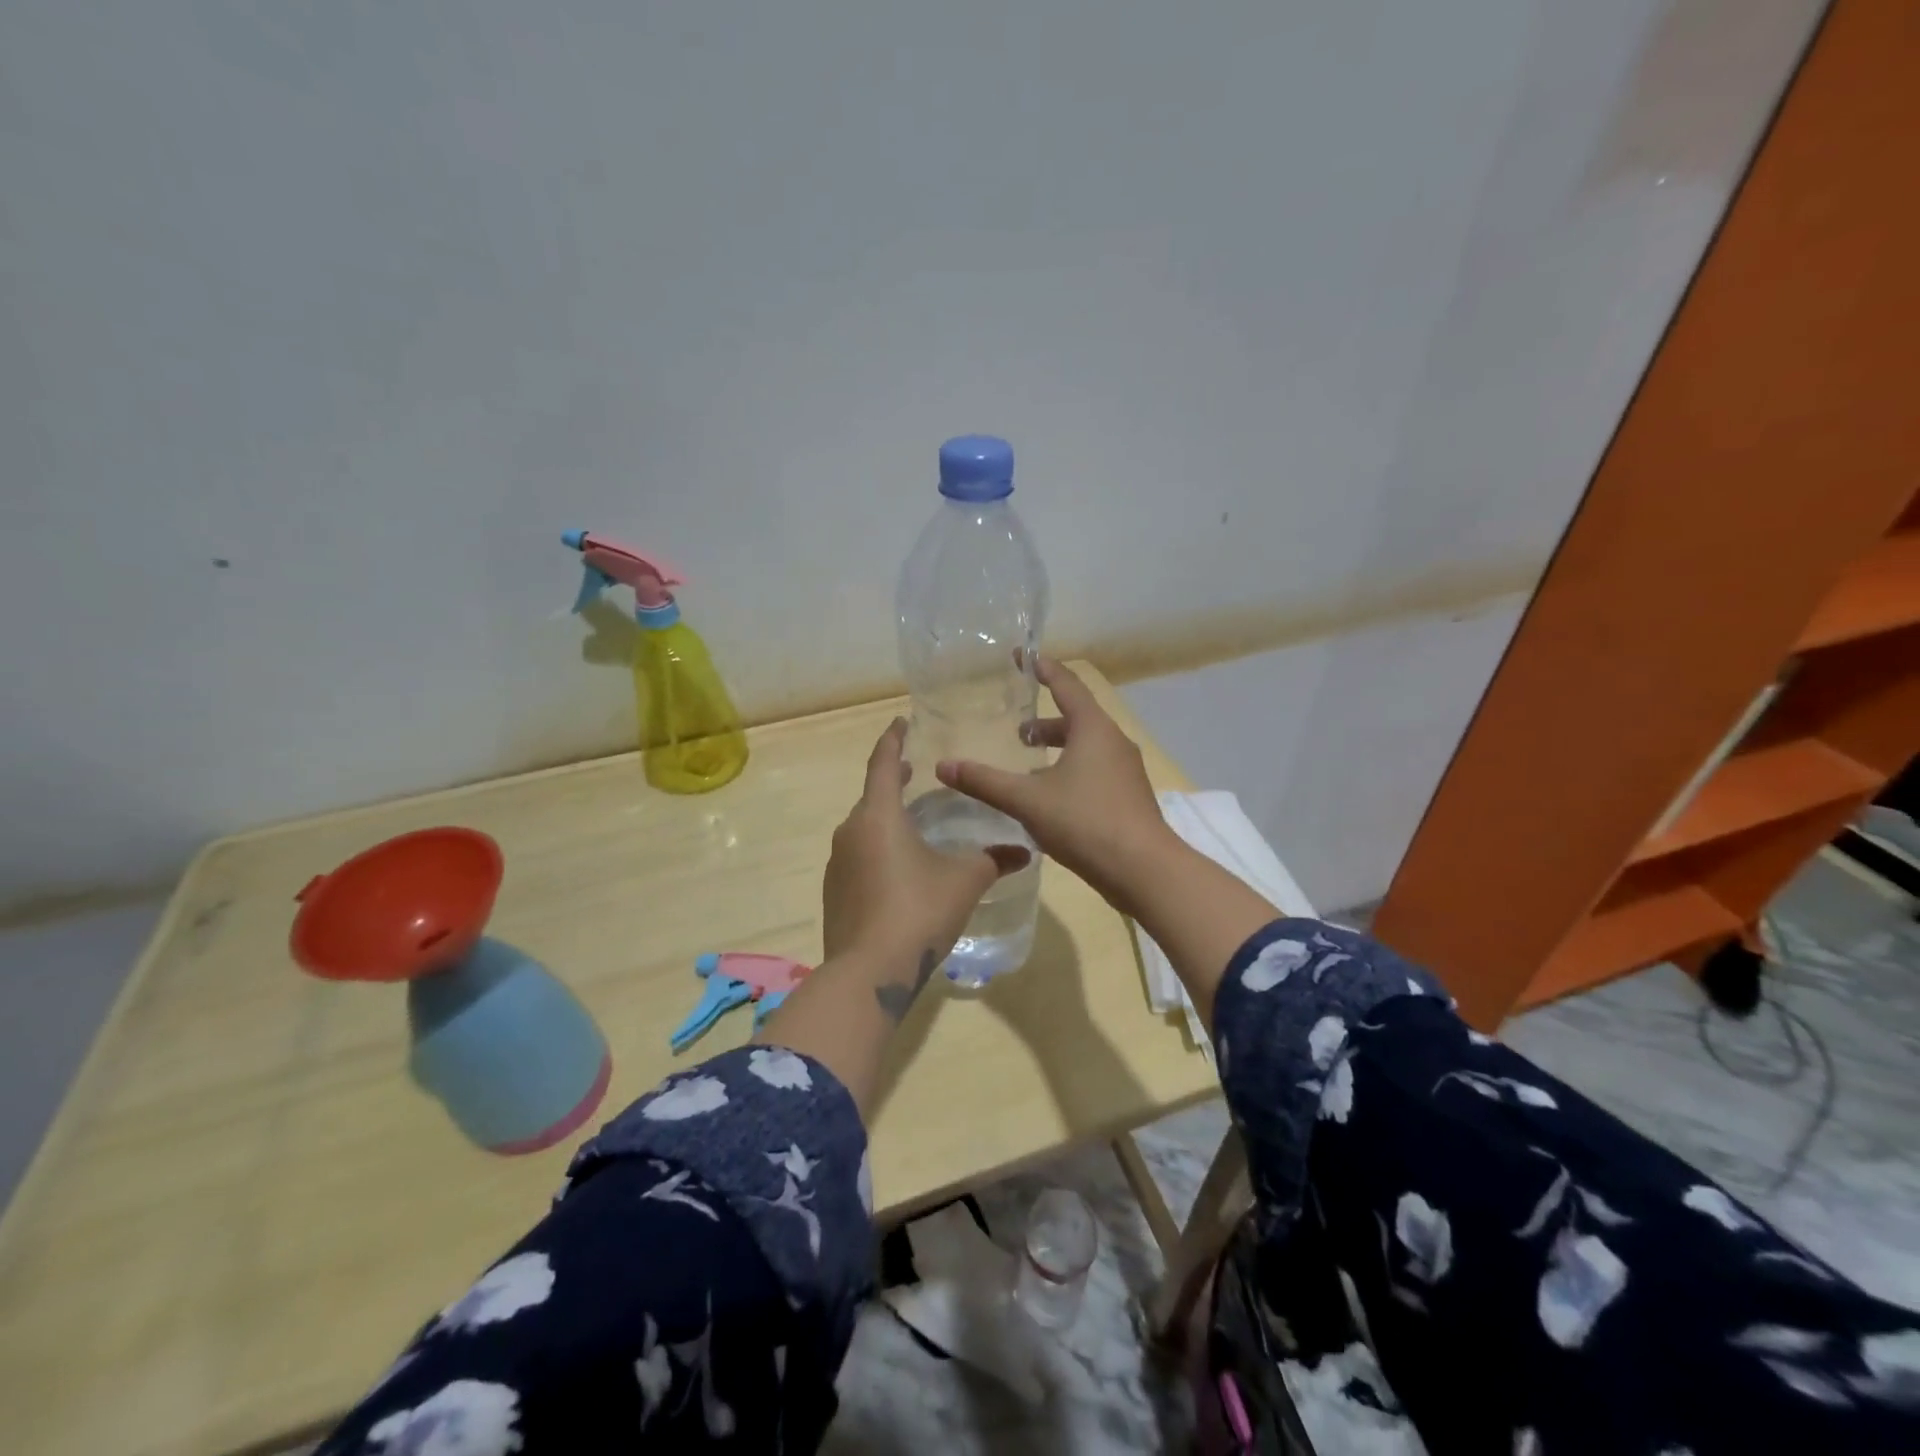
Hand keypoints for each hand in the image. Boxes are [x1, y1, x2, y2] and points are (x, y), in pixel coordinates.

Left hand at [824, 718, 1030, 968]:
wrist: (869, 971)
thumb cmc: (918, 911)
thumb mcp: (964, 881)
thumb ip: (994, 861)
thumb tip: (1025, 852)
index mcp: (879, 815)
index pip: (882, 763)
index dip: (893, 739)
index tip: (901, 722)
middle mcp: (851, 831)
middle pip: (872, 795)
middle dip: (891, 780)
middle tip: (915, 772)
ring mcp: (837, 863)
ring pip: (864, 828)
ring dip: (885, 818)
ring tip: (913, 823)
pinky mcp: (834, 891)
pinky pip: (857, 856)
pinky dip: (877, 849)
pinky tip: (898, 869)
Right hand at [934, 658, 1174, 912]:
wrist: (1144, 870)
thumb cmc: (1085, 822)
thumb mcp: (1027, 800)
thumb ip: (985, 782)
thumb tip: (943, 766)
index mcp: (1093, 729)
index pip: (1066, 685)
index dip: (1043, 668)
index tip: (1022, 656)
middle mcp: (1114, 742)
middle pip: (1077, 718)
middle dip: (1045, 721)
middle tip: (1017, 731)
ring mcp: (1126, 771)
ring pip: (1088, 747)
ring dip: (1058, 749)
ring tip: (1029, 765)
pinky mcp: (1129, 797)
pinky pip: (1096, 770)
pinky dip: (1071, 771)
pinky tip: (1052, 799)